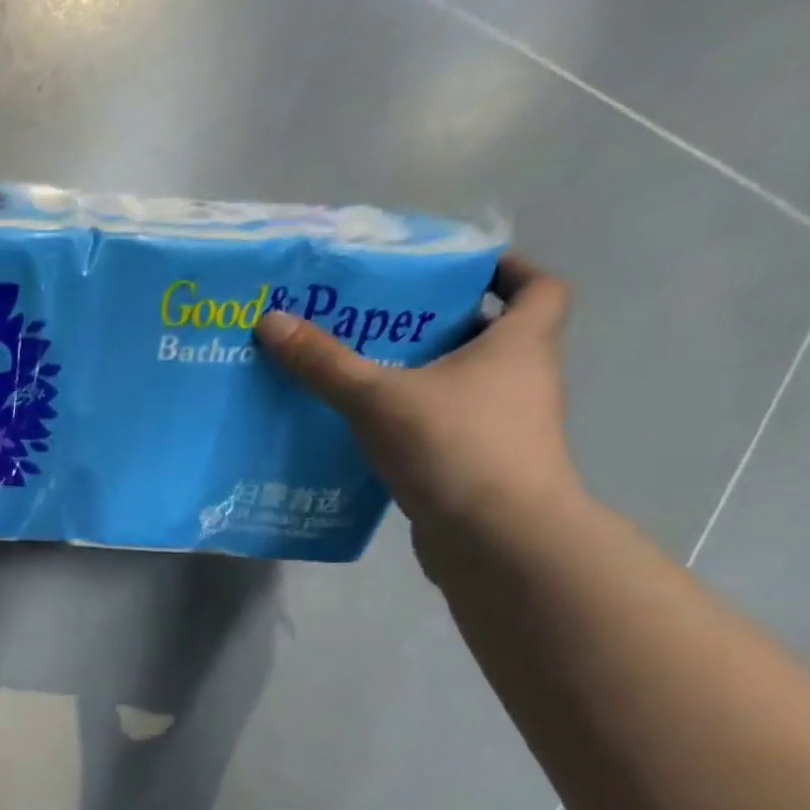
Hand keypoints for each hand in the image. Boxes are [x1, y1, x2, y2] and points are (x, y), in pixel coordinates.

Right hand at [255, 256, 581, 554]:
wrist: (495, 538)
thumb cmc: (453, 446)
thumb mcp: (377, 398)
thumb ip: (324, 363)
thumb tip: (271, 321)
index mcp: (520, 344)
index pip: (538, 288)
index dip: (507, 271)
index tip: (460, 273)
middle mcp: (523, 380)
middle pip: (494, 337)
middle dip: (444, 327)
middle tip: (386, 325)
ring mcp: (505, 429)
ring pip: (466, 388)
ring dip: (426, 380)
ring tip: (365, 379)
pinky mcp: (480, 468)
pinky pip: (446, 431)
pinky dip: (416, 426)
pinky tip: (368, 435)